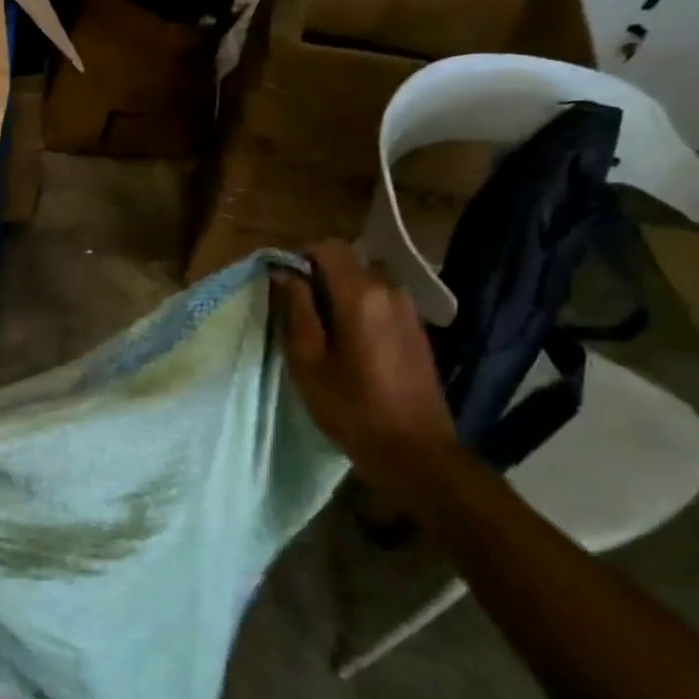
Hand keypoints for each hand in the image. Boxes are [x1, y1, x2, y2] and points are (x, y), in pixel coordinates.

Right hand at [272, 240, 457, 487]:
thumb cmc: (350, 406)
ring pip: (365, 282)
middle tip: (296, 313)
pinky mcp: (416, 329)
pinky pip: (381, 301)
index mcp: (360, 294)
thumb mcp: (307, 359)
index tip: (282, 287)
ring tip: (321, 332)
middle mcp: (390, 290)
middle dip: (318, 277)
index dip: (299, 258)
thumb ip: (295, 309)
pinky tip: (349, 345)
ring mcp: (409, 309)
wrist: (414, 450)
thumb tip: (283, 273)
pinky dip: (359, 309)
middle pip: (348, 262)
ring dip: (339, 294)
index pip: (327, 247)